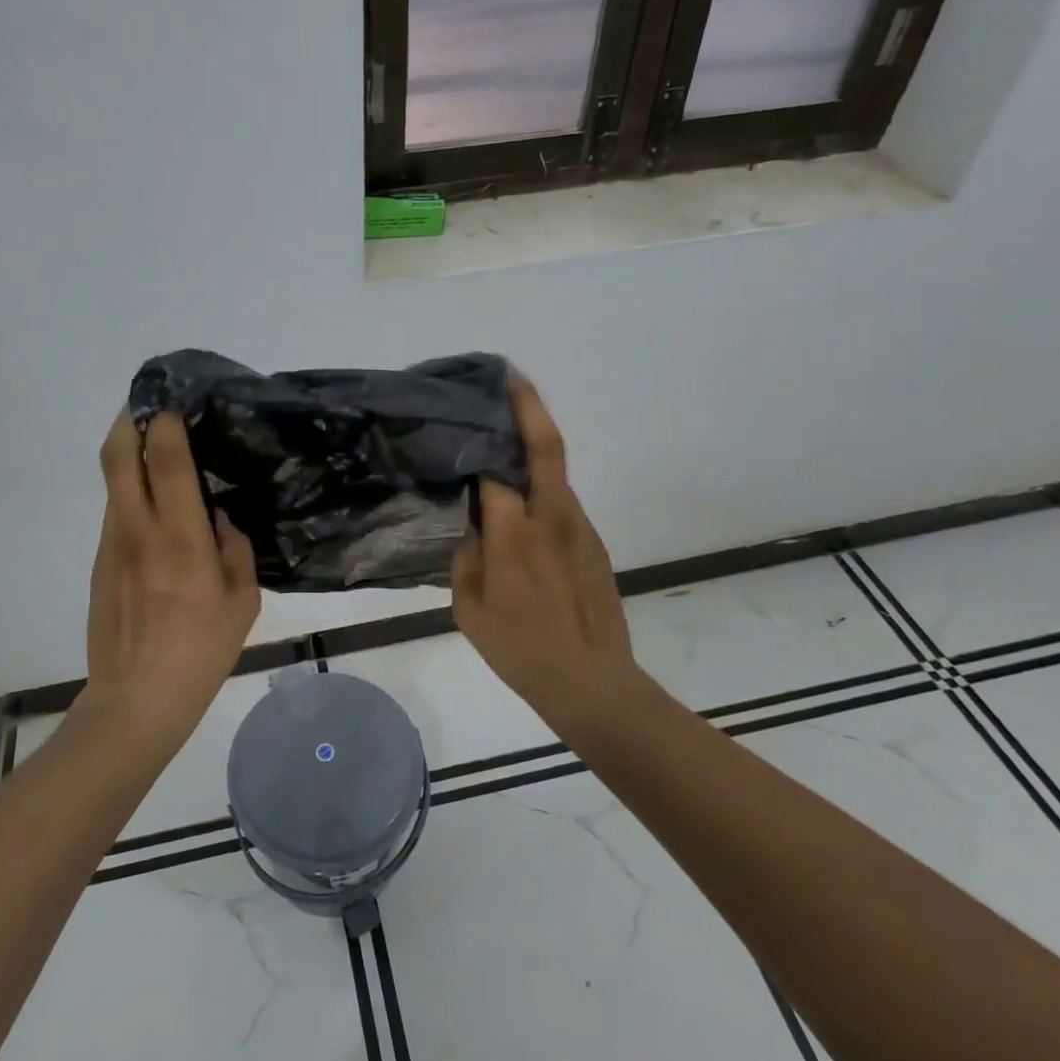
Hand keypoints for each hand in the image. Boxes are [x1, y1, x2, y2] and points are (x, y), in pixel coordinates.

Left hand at [82, 411, 259, 739]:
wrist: (136, 700)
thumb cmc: (201, 650)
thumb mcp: (242, 601)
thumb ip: (234, 548)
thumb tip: (219, 518)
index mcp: (180, 535)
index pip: (165, 459)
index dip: (166, 422)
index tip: (177, 405)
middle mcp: (138, 528)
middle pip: (118, 455)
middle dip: (129, 420)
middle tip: (149, 407)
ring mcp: (113, 544)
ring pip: (113, 482)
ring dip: (128, 455)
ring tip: (157, 451)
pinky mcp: (101, 563)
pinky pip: (116, 512)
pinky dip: (131, 493)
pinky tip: (156, 510)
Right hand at [452, 380, 638, 724]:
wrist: (593, 683)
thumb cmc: (521, 650)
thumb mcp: (470, 609)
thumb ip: (466, 559)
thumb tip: (474, 529)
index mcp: (516, 533)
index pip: (495, 470)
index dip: (480, 441)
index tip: (466, 416)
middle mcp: (552, 517)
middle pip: (545, 447)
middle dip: (528, 406)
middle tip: (509, 377)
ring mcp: (580, 527)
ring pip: (556, 473)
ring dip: (534, 446)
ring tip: (504, 437)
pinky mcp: (593, 543)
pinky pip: (562, 502)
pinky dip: (541, 487)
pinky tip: (522, 503)